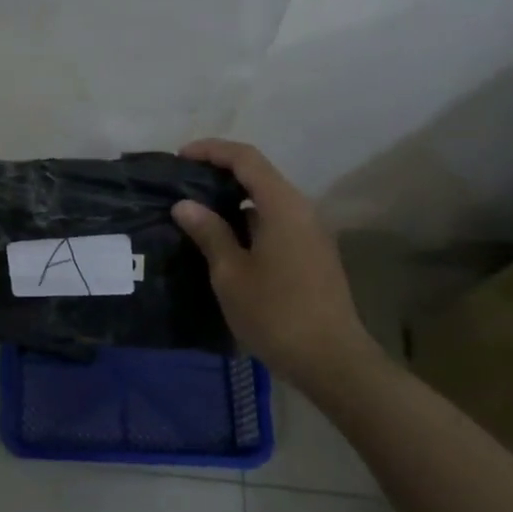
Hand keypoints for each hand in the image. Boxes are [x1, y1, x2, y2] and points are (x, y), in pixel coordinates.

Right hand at [171, 138, 376, 384]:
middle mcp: (302, 210)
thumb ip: (209, 232)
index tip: (180, 157)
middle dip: (220, 172)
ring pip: (268, 200)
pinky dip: (248, 220)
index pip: (245, 158)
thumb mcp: (231, 273)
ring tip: (198, 213)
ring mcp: (311, 233)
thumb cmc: (276, 313)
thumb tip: (185, 204)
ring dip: (234, 199)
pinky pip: (276, 221)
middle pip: (259, 175)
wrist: (333, 361)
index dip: (211, 150)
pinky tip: (225, 241)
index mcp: (283, 206)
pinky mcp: (312, 254)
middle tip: (184, 184)